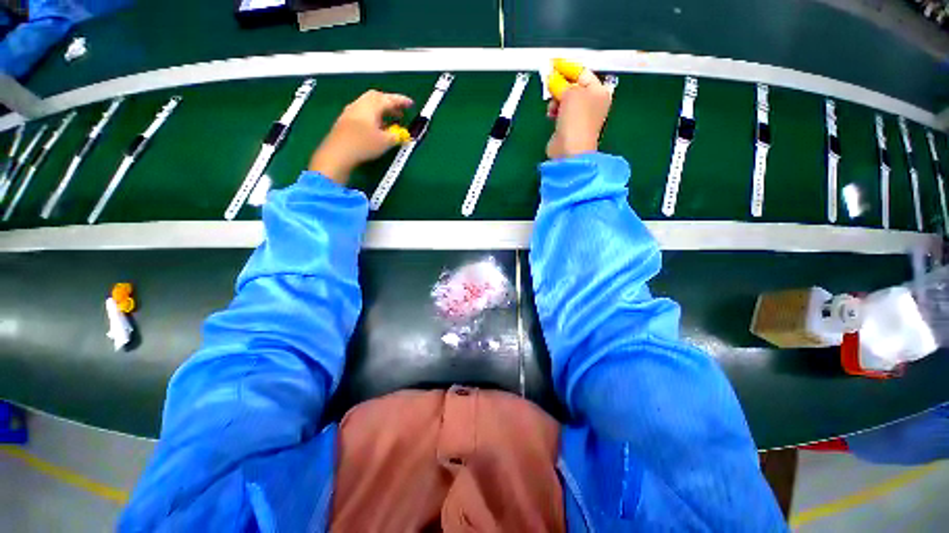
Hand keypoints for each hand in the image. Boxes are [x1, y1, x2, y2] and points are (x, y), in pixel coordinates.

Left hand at [309, 90, 413, 184]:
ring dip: (381, 109)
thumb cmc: (363, 145)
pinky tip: (377, 126)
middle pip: (376, 97)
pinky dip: (373, 115)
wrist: (338, 152)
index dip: (401, 101)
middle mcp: (360, 105)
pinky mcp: (345, 120)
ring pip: (368, 104)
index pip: (388, 99)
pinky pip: (363, 112)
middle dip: (390, 102)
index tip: (410, 104)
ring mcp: (351, 111)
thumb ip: (397, 136)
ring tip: (391, 120)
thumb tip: (403, 134)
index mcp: (371, 106)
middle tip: (400, 111)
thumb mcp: (385, 142)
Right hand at [546, 69, 612, 159]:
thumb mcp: (571, 92)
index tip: (553, 64)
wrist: (570, 150)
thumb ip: (561, 82)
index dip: (567, 68)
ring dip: (555, 99)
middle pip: (573, 86)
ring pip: (564, 100)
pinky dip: (554, 111)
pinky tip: (551, 114)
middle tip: (550, 85)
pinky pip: (560, 113)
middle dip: (560, 85)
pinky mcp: (569, 127)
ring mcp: (580, 116)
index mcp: (599, 92)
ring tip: (552, 105)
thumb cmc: (576, 119)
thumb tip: (552, 77)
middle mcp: (592, 103)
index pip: (582, 73)